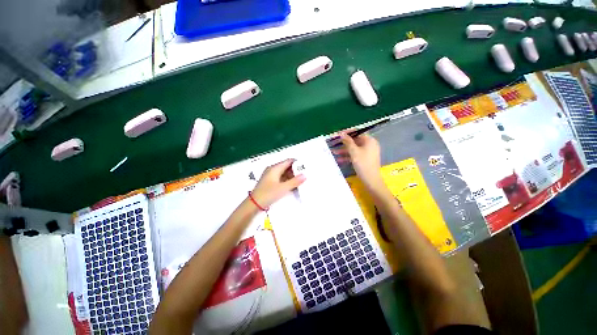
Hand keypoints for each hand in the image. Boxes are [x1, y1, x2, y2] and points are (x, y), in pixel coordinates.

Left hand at [251, 159, 305, 207]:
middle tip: (305, 175)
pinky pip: (281, 178)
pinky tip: (292, 185)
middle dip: (295, 170)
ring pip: (284, 173)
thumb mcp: (283, 188)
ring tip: (300, 181)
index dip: (297, 163)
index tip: (305, 166)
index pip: (288, 161)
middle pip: (286, 167)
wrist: (254, 204)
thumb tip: (304, 176)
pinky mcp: (270, 182)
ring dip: (291, 176)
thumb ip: (294, 182)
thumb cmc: (268, 194)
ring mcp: (270, 176)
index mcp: (275, 168)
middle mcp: (272, 170)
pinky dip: (287, 180)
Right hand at [333, 132, 382, 188]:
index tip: (338, 134)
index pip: (357, 133)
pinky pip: (355, 155)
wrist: (371, 180)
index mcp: (369, 140)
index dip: (347, 133)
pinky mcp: (365, 159)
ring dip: (344, 151)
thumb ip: (348, 141)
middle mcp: (369, 145)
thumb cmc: (363, 163)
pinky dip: (348, 156)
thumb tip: (342, 133)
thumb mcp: (354, 152)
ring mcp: (367, 152)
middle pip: (355, 141)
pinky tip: (339, 159)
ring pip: (354, 149)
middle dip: (344, 143)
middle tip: (334, 143)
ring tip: (334, 152)